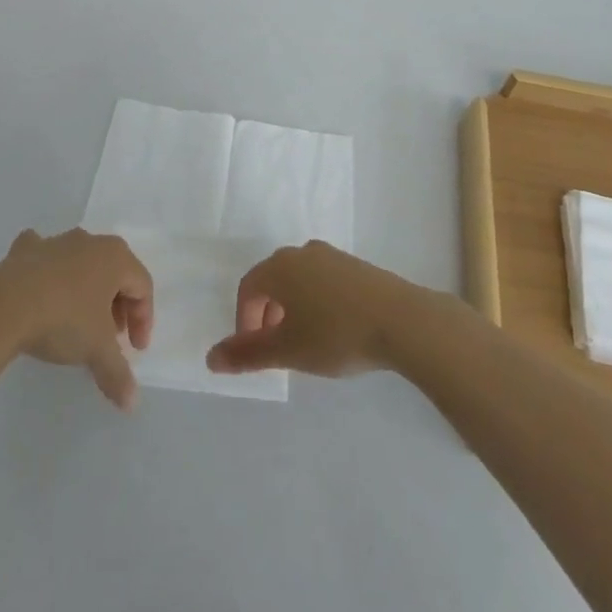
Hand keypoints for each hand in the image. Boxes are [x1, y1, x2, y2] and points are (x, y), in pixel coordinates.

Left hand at [0, 228, 153, 410]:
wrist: (5, 305)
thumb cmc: (64, 319)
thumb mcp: (97, 350)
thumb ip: (118, 374)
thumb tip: (131, 402)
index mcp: (115, 257)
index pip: (142, 286)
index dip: (143, 320)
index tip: (135, 350)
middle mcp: (89, 241)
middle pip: (114, 272)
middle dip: (117, 305)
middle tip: (111, 338)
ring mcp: (56, 242)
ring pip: (81, 263)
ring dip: (86, 290)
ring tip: (78, 322)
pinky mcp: (25, 249)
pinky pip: (44, 257)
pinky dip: (46, 272)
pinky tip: (39, 291)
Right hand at [206, 241, 427, 378]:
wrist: (401, 320)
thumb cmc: (336, 334)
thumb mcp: (288, 351)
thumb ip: (247, 355)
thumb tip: (210, 358)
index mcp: (279, 267)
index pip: (248, 288)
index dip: (244, 320)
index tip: (254, 352)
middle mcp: (301, 252)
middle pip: (272, 280)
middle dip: (267, 314)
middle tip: (277, 349)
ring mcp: (331, 255)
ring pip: (298, 280)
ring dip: (292, 308)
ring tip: (305, 341)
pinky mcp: (355, 265)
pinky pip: (322, 280)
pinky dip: (316, 302)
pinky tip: (333, 329)